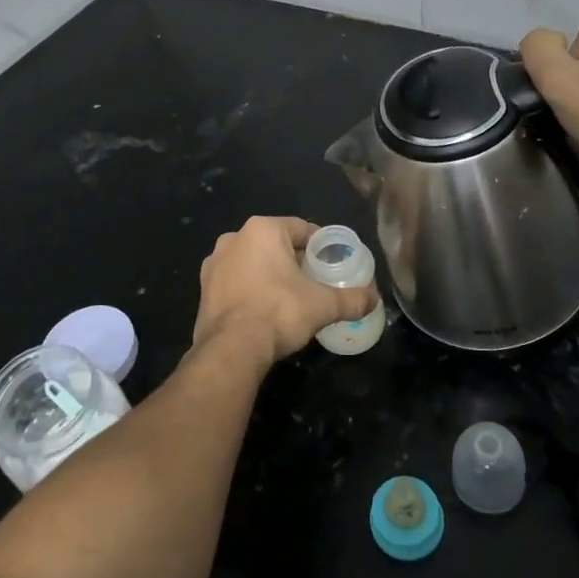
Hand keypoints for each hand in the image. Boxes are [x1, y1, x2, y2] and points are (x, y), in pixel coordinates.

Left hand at [193, 216, 377, 365]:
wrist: (231, 349)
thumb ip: (352, 299)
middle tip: (316, 282)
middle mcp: (234, 238)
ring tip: (292, 298)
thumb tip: (374, 300)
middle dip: (295, 260)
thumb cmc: (279, 312)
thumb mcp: (323, 305)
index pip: (301, 229)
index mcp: (262, 230)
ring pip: (253, 263)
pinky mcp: (204, 289)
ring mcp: (214, 264)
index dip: (321, 245)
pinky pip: (237, 282)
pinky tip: (266, 310)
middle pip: (276, 245)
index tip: (333, 263)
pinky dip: (252, 290)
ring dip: (271, 275)